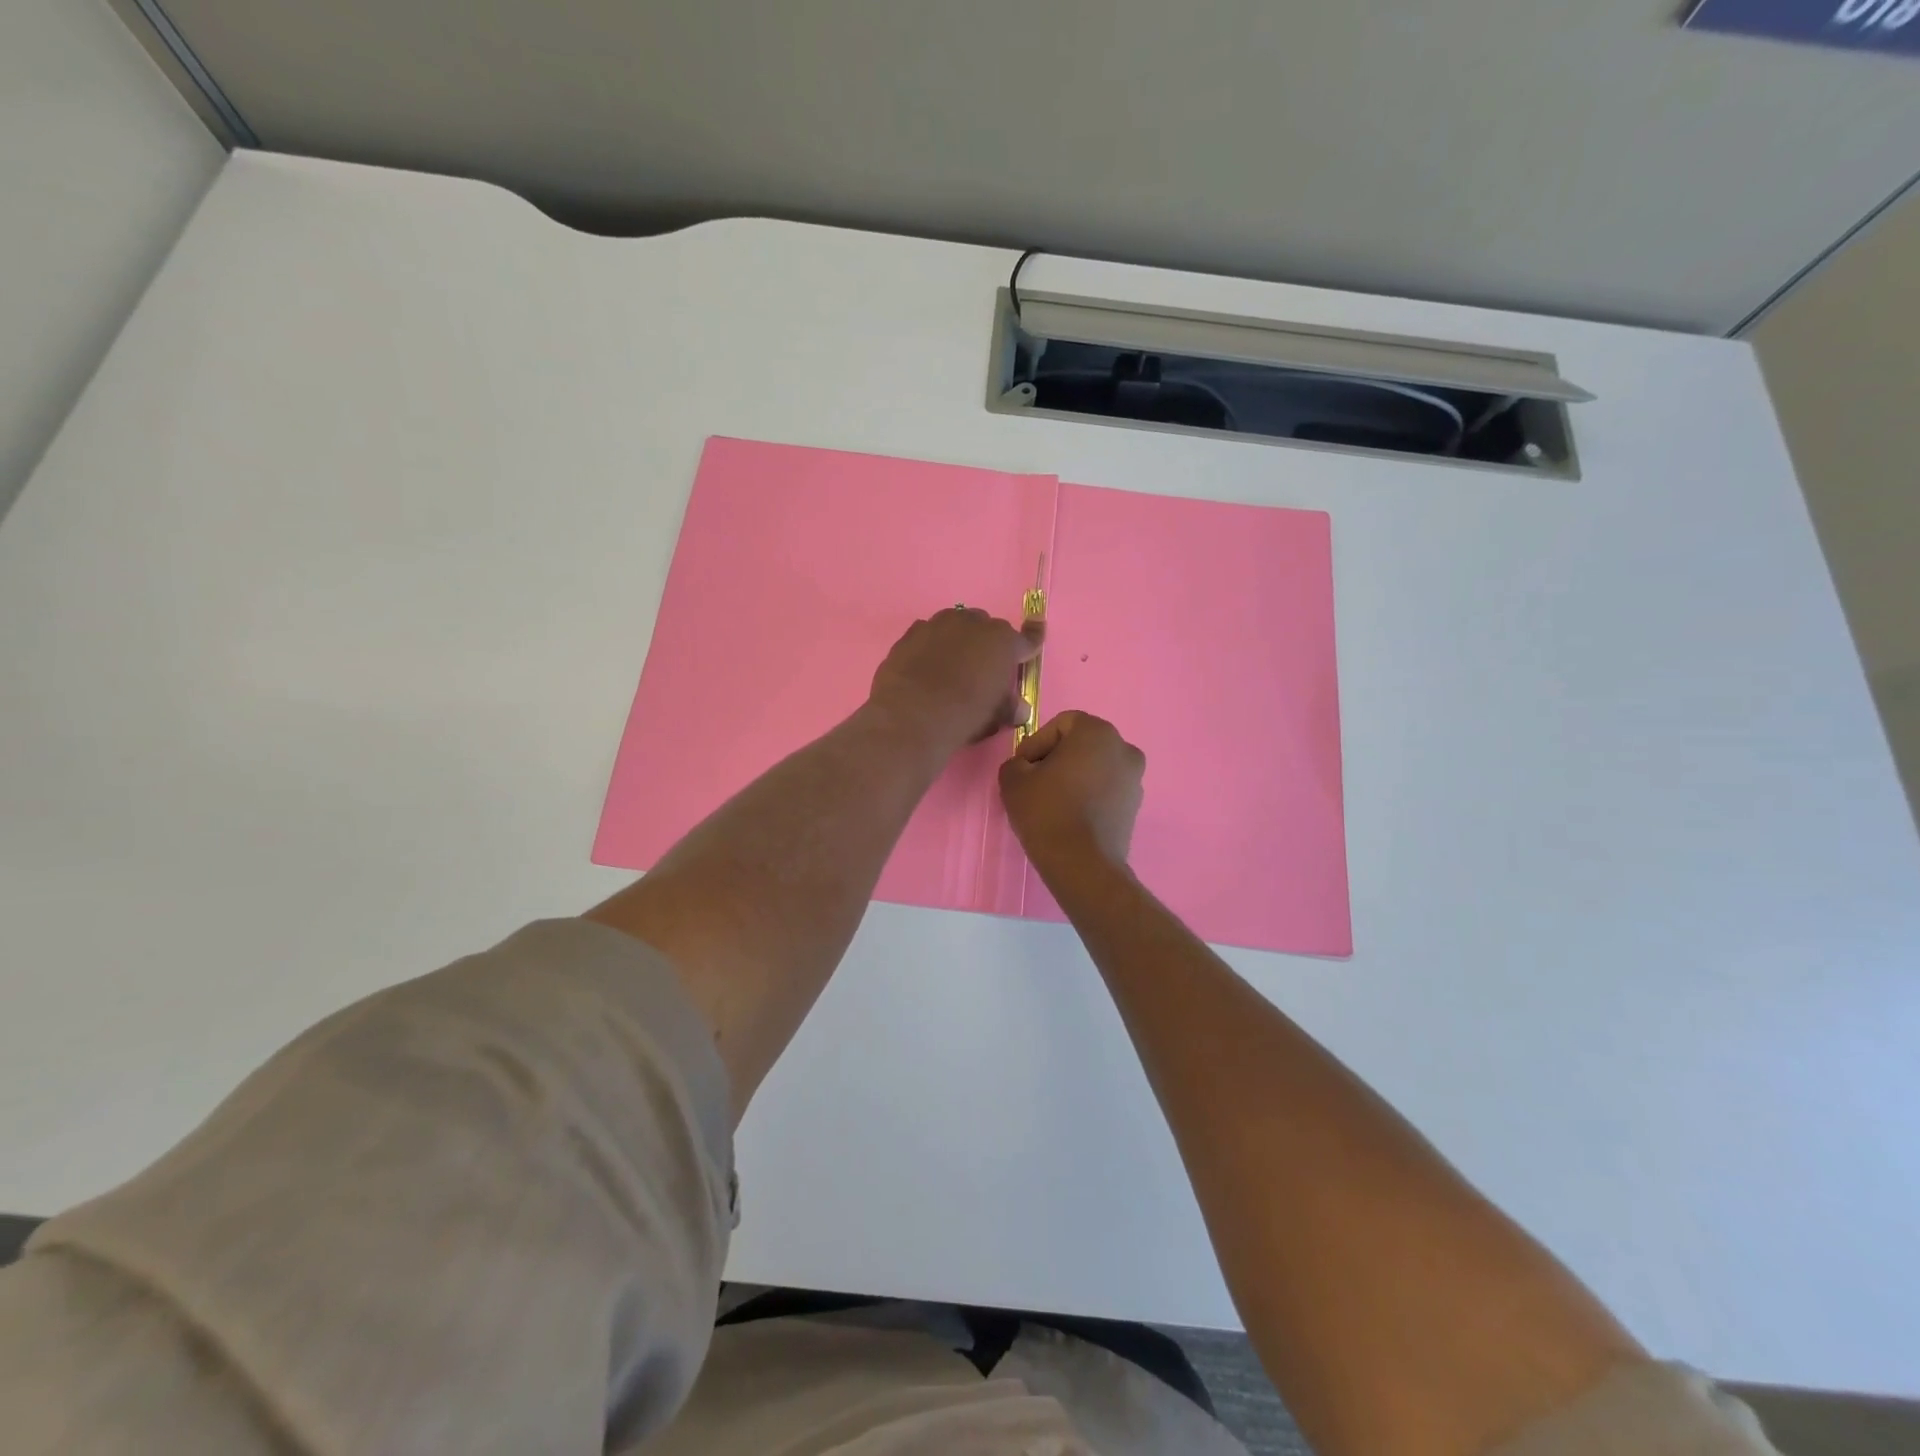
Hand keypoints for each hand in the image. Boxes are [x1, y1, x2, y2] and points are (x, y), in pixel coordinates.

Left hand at [868, 608, 1044, 756]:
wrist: (913, 714)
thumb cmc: (966, 714)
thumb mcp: (996, 716)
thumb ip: (1011, 707)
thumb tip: (1020, 709)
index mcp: (1003, 642)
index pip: (1027, 639)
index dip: (1032, 641)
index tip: (1035, 636)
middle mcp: (974, 624)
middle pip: (987, 628)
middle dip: (987, 644)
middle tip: (981, 669)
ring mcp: (939, 624)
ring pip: (955, 625)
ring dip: (958, 639)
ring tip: (951, 664)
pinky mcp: (911, 633)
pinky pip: (927, 634)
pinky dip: (930, 645)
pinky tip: (925, 665)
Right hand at [998, 710, 1144, 872]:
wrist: (1082, 863)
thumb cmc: (1047, 811)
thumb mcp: (1013, 780)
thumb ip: (1015, 762)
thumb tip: (1025, 767)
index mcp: (1097, 732)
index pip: (1061, 724)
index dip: (1037, 743)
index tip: (1022, 767)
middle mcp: (1123, 748)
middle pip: (1080, 744)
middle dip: (1055, 759)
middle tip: (1033, 782)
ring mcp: (1134, 778)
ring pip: (1094, 767)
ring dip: (1073, 778)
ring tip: (1050, 802)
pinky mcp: (1135, 805)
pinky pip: (1105, 789)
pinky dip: (1088, 795)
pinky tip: (1069, 816)